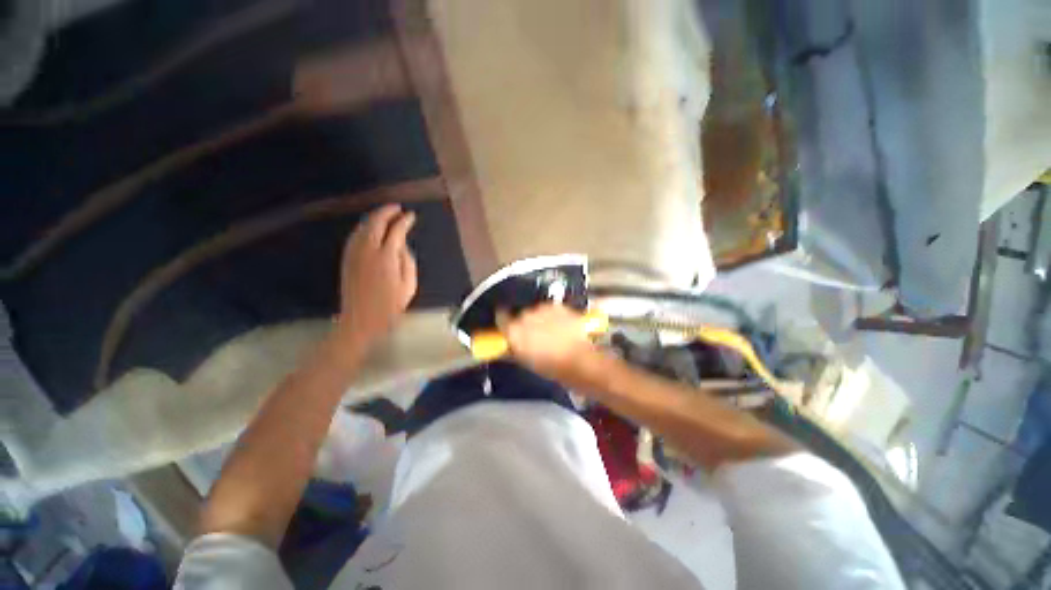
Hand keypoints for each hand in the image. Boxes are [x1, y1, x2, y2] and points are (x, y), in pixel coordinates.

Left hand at [336, 204, 417, 347]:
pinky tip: (370, 228)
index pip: (396, 231)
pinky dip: (364, 227)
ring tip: (386, 213)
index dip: (404, 221)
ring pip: (363, 227)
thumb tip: (402, 247)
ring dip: (374, 217)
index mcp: (386, 257)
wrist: (360, 321)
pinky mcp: (347, 259)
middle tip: (397, 208)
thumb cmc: (389, 307)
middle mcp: (367, 250)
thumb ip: (408, 262)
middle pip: (375, 222)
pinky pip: (355, 236)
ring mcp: (354, 254)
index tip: (412, 216)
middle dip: (387, 211)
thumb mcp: (409, 286)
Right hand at [499, 304, 599, 379]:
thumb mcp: (526, 361)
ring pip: (536, 310)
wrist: (578, 361)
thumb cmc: (549, 366)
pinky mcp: (558, 306)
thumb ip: (512, 350)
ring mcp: (543, 308)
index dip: (504, 320)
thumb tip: (506, 345)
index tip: (507, 324)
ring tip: (550, 331)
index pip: (501, 317)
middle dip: (525, 321)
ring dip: (540, 318)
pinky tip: (560, 326)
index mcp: (514, 330)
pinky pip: (550, 309)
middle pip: (520, 314)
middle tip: (534, 334)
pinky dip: (553, 315)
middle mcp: (525, 315)